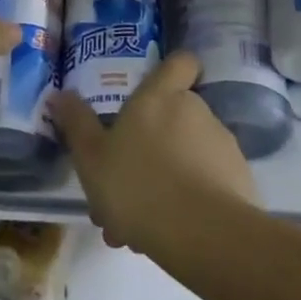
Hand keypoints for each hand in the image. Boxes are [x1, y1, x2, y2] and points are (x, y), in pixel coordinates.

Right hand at [50, 52, 259, 256]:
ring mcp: (222, 146)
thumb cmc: (138, 184)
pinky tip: (161, 237)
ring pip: (186, 156)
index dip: (172, 70)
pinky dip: (186, 204)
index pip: (179, 62)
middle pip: (175, 115)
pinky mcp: (240, 182)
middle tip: (122, 184)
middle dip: (149, 147)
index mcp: (160, 97)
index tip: (157, 90)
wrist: (204, 236)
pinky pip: (206, 185)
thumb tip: (60, 93)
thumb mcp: (91, 157)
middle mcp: (196, 111)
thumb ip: (76, 123)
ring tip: (135, 225)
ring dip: (164, 181)